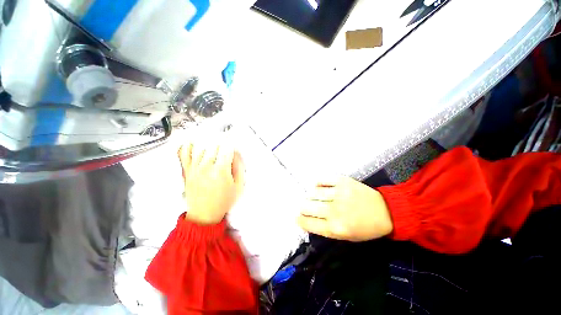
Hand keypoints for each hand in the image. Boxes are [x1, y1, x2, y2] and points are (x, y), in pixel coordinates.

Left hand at [179, 140, 244, 224]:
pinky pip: (184, 154)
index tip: (234, 139)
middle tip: (226, 141)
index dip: (232, 141)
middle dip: (222, 141)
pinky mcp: (187, 171)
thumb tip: (237, 154)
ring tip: (214, 141)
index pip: (227, 148)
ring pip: (202, 147)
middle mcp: (206, 167)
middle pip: (214, 145)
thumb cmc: (223, 201)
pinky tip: (193, 142)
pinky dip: (187, 146)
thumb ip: (239, 168)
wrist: (204, 214)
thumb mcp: (238, 186)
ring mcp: (194, 168)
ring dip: (209, 142)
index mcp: (221, 171)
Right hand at [298, 175, 392, 241]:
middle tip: (305, 207)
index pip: (307, 223)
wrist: (386, 212)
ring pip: (313, 192)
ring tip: (313, 197)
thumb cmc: (366, 228)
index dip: (299, 220)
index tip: (297, 217)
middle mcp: (334, 210)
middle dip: (302, 207)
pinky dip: (317, 183)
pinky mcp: (343, 181)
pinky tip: (319, 187)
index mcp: (335, 228)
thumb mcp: (346, 237)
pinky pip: (322, 180)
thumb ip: (325, 229)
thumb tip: (307, 220)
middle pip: (306, 206)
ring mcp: (338, 193)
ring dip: (310, 196)